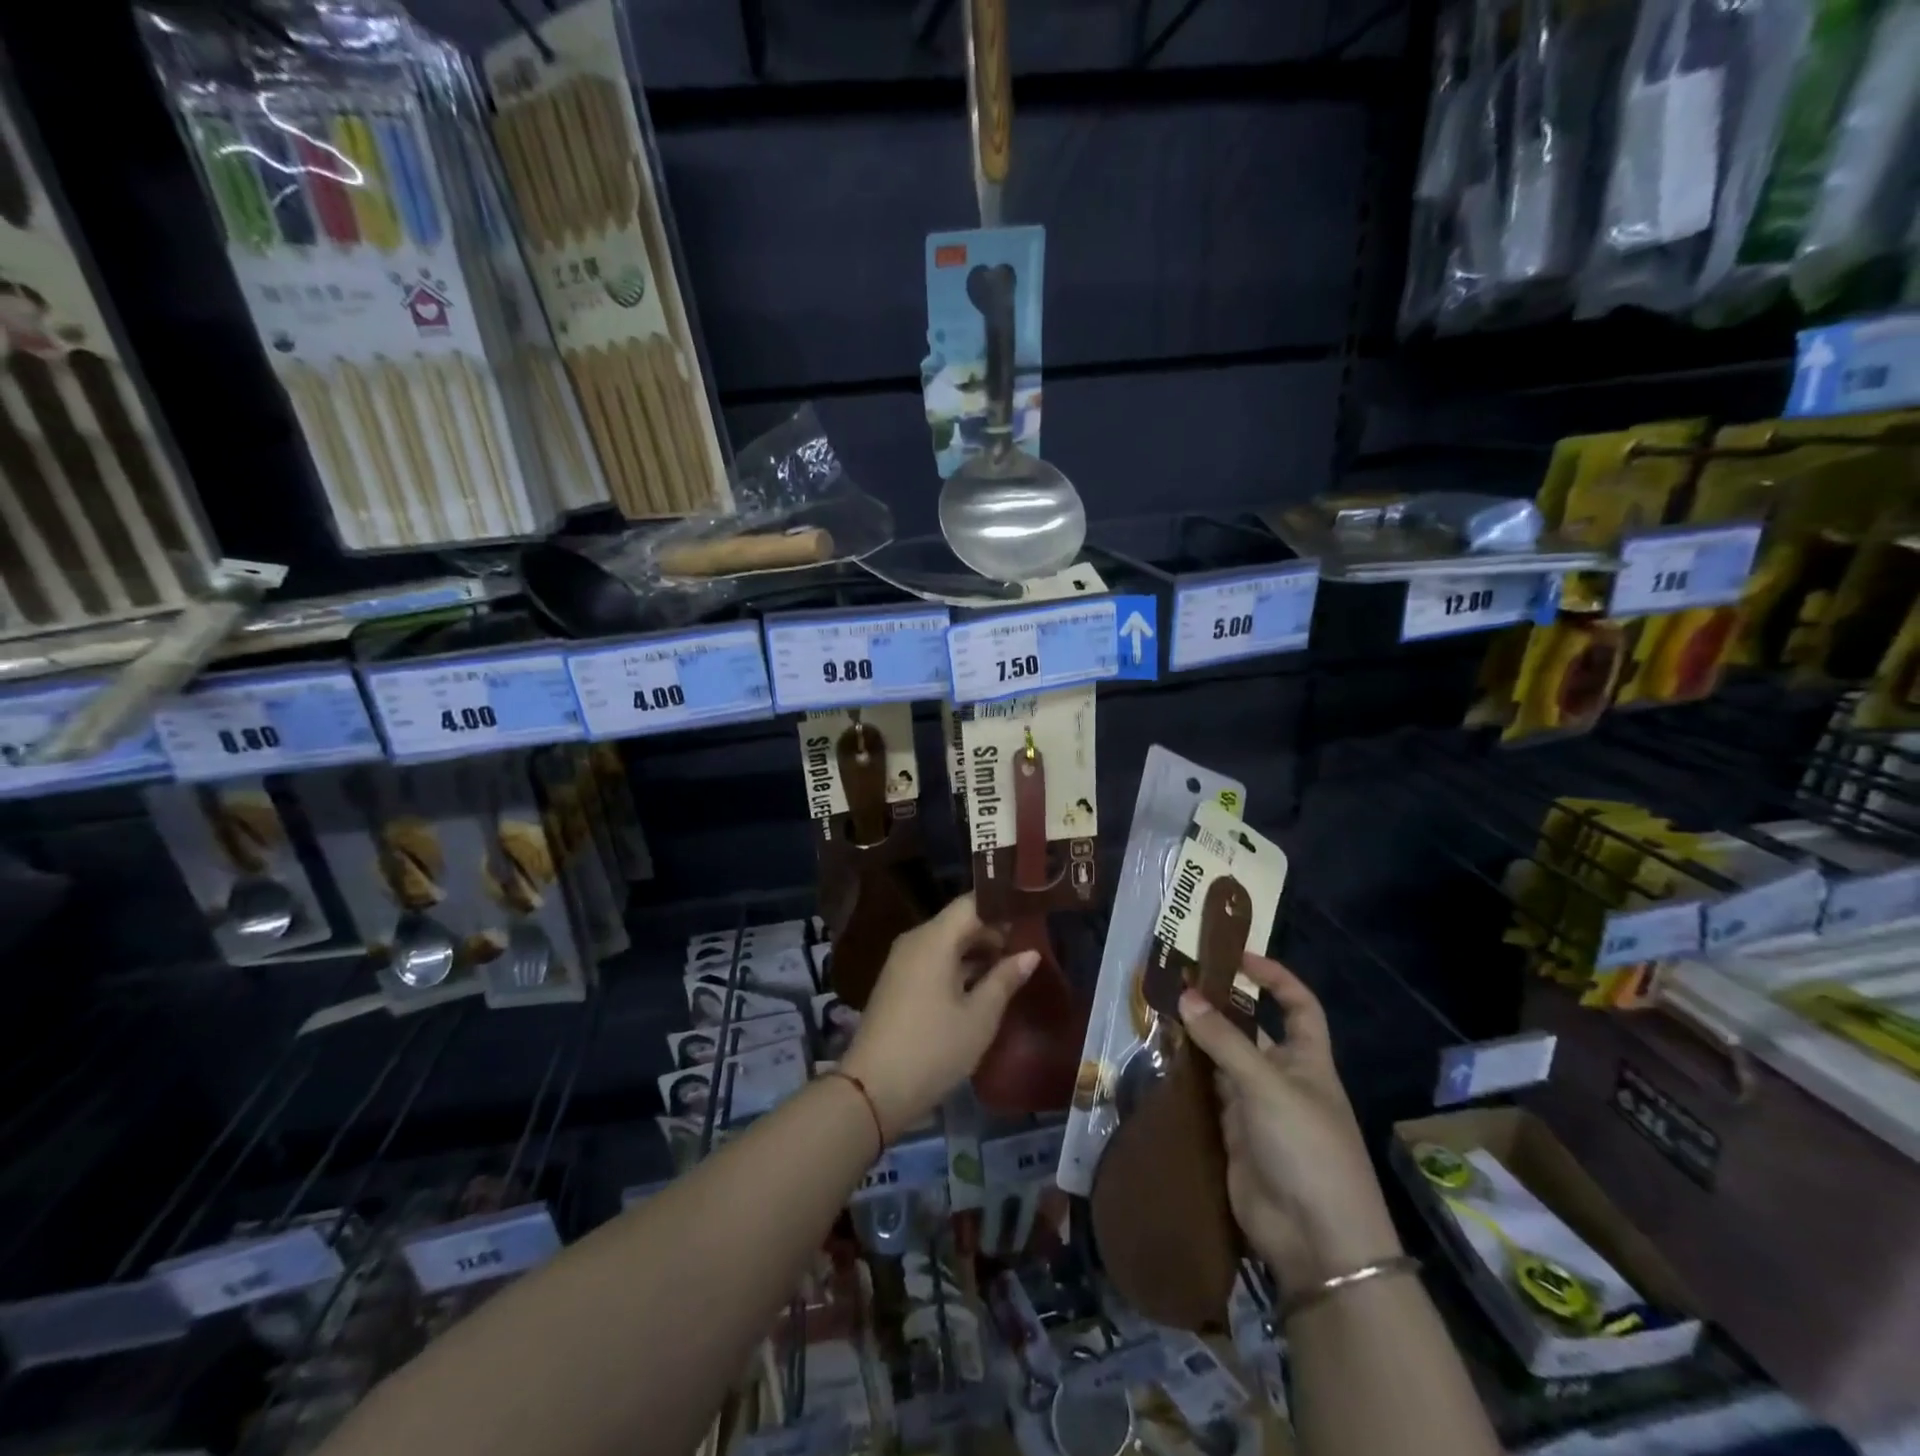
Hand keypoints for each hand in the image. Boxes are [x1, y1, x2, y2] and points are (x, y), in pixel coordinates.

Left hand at [840, 894, 1036, 1138]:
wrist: (872, 1090)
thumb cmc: (933, 1049)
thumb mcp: (980, 1017)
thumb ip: (1005, 979)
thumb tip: (1029, 953)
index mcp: (934, 939)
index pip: (972, 903)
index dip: (1002, 906)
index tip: (1032, 913)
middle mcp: (915, 940)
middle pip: (959, 921)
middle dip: (994, 931)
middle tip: (1030, 943)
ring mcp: (903, 962)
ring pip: (946, 943)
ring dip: (977, 951)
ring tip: (1014, 964)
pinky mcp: (898, 983)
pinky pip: (934, 960)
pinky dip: (959, 966)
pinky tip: (983, 985)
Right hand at [1178, 953, 1402, 1294]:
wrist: (1316, 1241)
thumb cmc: (1307, 1149)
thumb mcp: (1267, 1087)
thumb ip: (1224, 1042)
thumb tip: (1186, 997)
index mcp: (1307, 1061)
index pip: (1299, 1006)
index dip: (1275, 979)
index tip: (1239, 958)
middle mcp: (1282, 1079)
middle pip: (1250, 1032)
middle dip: (1218, 1010)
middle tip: (1175, 985)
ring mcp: (1256, 1109)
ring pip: (1222, 1063)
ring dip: (1196, 1043)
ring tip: (1156, 1015)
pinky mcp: (1232, 1136)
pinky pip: (1206, 1096)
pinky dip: (1186, 1080)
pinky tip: (1158, 1062)